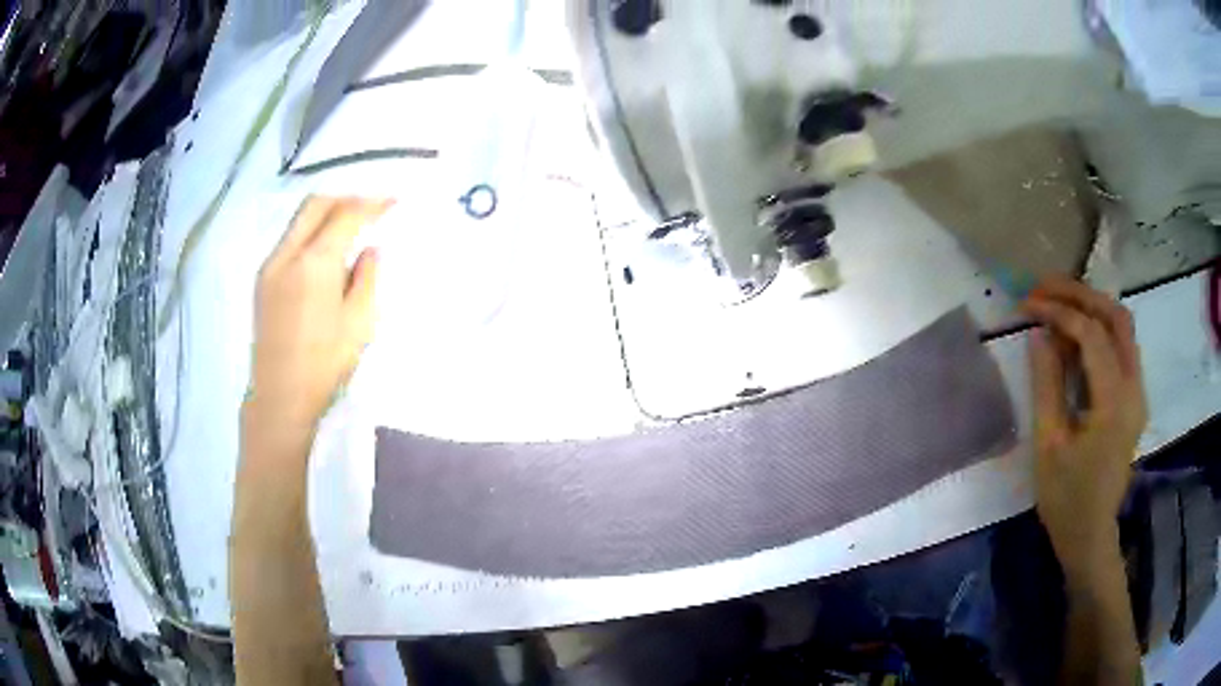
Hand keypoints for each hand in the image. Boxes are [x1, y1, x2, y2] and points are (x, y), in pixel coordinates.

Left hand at [245, 196, 392, 434]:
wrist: (280, 398)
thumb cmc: (324, 365)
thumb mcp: (360, 323)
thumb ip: (367, 277)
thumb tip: (370, 250)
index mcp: (314, 263)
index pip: (346, 215)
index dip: (372, 204)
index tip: (393, 203)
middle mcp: (287, 254)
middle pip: (316, 204)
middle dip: (346, 199)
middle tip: (370, 209)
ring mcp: (270, 266)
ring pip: (299, 220)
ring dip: (327, 214)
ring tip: (351, 228)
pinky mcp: (263, 280)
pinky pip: (289, 239)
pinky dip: (311, 232)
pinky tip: (326, 253)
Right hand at [1023, 278, 1147, 571]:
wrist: (1090, 535)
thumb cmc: (1066, 499)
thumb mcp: (1049, 445)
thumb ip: (1046, 385)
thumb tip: (1038, 333)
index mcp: (1115, 403)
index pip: (1092, 335)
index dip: (1059, 313)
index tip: (1027, 305)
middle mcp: (1134, 388)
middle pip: (1116, 316)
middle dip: (1080, 295)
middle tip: (1044, 289)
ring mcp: (1137, 391)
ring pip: (1122, 326)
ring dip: (1091, 306)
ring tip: (1057, 303)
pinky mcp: (1133, 397)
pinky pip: (1121, 346)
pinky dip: (1098, 329)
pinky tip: (1074, 335)